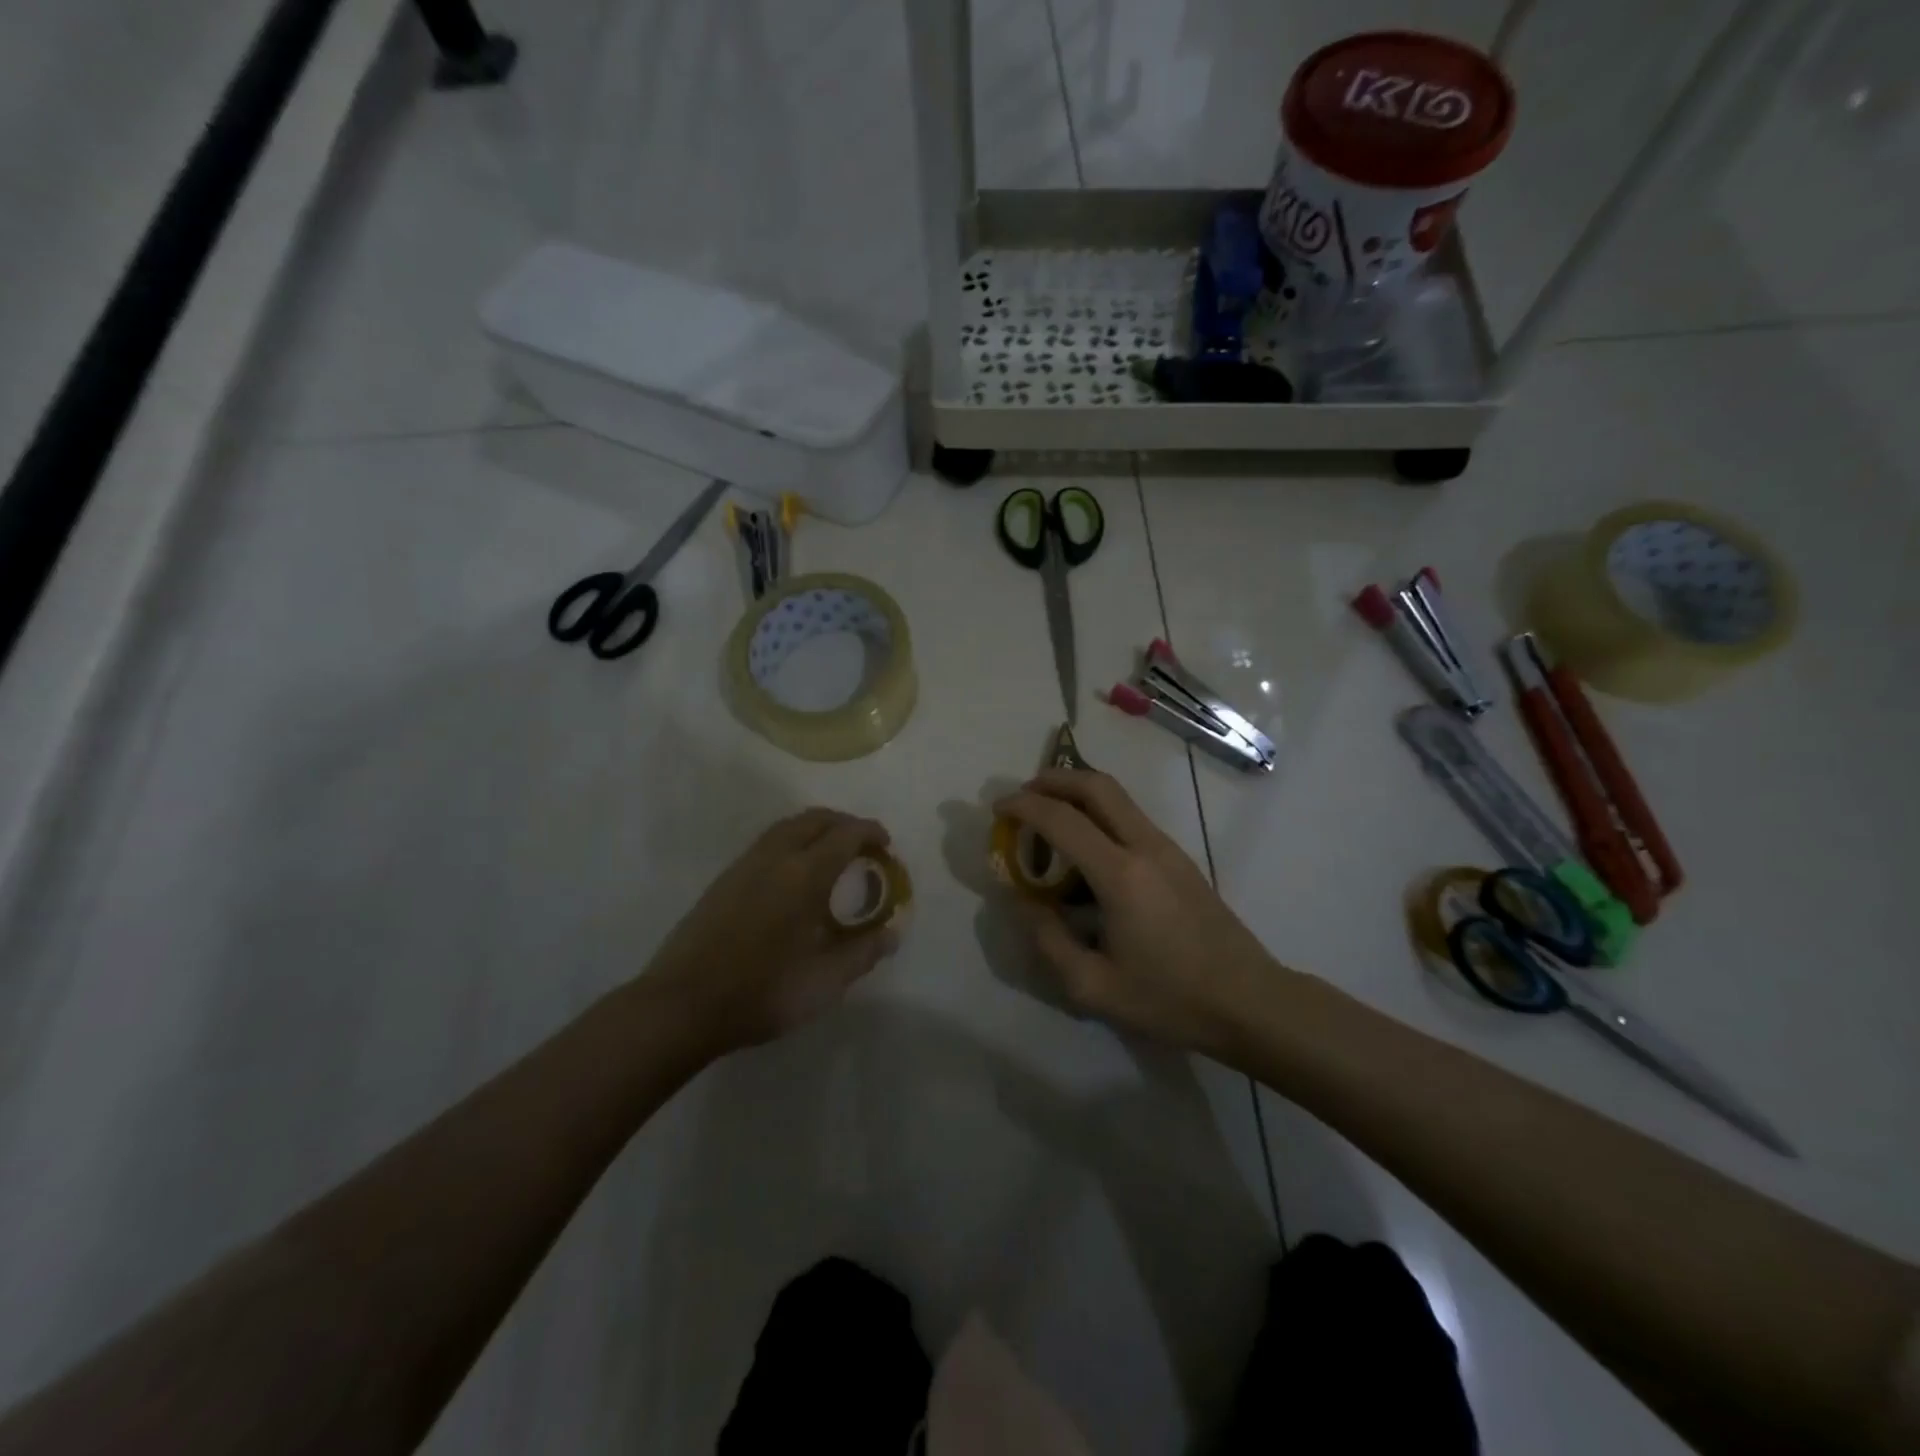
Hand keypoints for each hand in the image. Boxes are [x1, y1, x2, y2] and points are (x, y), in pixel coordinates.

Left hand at [643, 809, 899, 1055]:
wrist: (682, 1005)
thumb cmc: (762, 991)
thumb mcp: (825, 981)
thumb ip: (864, 952)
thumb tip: (893, 931)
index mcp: (804, 874)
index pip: (846, 834)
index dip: (871, 832)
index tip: (887, 845)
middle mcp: (774, 858)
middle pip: (815, 819)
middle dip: (844, 823)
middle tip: (863, 845)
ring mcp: (744, 865)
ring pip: (787, 827)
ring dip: (816, 829)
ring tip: (832, 854)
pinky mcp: (724, 880)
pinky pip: (767, 842)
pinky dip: (792, 841)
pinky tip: (794, 875)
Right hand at [994, 770, 1275, 1054]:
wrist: (1250, 1000)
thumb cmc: (1171, 998)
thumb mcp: (1094, 987)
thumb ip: (1048, 941)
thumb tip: (1021, 901)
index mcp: (1121, 874)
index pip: (1062, 819)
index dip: (1024, 807)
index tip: (997, 808)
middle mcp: (1145, 846)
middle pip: (1097, 786)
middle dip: (1054, 780)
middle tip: (1023, 795)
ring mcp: (1168, 848)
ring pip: (1118, 797)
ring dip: (1078, 792)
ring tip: (1048, 815)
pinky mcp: (1180, 859)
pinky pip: (1130, 817)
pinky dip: (1099, 812)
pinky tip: (1085, 846)